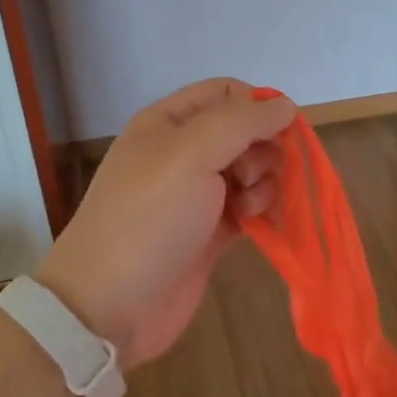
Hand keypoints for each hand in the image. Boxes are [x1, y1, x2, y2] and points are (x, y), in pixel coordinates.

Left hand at [35, 79, 296, 369]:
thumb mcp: (190, 154)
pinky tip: (256, 224)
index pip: (226, 92)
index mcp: (169, 122)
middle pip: (245, 131)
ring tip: (248, 208)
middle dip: (262, 148)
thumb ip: (241, 122)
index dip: (257, 105)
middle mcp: (184, 152)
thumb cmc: (148, 218)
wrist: (111, 305)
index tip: (280, 130)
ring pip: (252, 169)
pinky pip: (250, 206)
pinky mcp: (211, 231)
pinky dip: (260, 210)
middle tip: (249, 176)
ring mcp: (197, 194)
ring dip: (264, 182)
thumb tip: (285, 105)